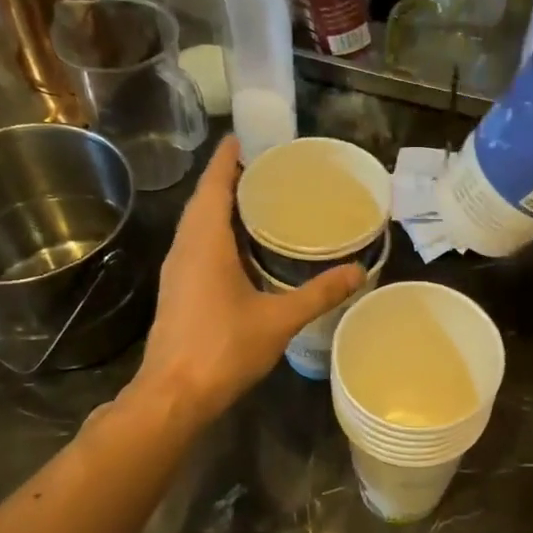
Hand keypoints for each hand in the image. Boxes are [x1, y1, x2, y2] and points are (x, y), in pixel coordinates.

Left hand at [132, 137, 363, 425]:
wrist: (174, 394)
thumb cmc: (223, 348)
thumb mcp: (278, 319)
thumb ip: (319, 294)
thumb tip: (358, 272)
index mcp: (205, 243)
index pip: (214, 186)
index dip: (228, 159)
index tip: (246, 137)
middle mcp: (186, 248)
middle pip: (205, 200)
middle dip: (230, 178)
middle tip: (267, 167)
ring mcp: (178, 270)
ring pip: (199, 224)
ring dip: (223, 206)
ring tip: (260, 199)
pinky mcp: (179, 290)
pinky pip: (199, 245)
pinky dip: (219, 233)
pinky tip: (245, 246)